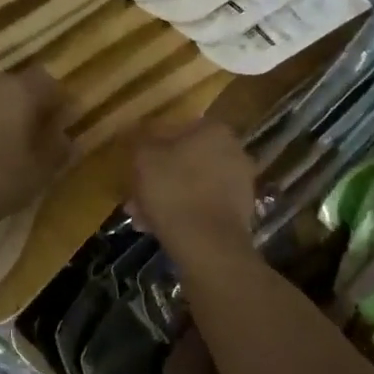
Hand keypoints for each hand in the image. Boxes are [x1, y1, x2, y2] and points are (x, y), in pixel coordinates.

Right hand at [129, 121, 258, 268]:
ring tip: (141, 216)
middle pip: (184, 159)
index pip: (174, 130)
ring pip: (191, 184)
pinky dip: (182, 213)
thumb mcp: (144, 158)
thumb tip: (136, 129)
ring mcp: (240, 183)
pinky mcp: (239, 212)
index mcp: (214, 130)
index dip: (149, 148)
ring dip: (166, 197)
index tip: (133, 165)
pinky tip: (159, 227)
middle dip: (158, 176)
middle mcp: (234, 151)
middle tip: (134, 194)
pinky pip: (202, 205)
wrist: (207, 244)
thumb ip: (139, 138)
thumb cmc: (173, 190)